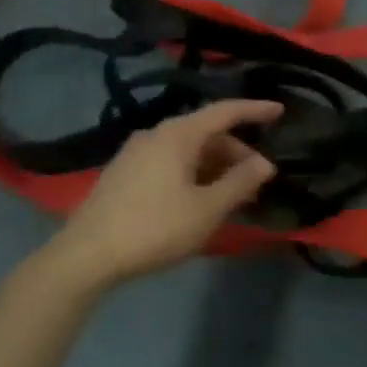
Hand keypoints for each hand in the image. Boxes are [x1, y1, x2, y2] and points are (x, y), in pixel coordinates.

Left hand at [51, 100, 281, 285]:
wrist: (86, 255)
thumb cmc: (154, 228)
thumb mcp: (206, 209)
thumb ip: (240, 183)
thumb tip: (265, 163)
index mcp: (178, 134)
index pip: (225, 111)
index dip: (254, 110)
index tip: (280, 110)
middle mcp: (156, 134)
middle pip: (206, 133)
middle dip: (236, 152)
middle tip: (258, 179)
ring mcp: (135, 152)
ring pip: (187, 150)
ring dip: (215, 166)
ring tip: (233, 195)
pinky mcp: (123, 173)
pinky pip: (169, 162)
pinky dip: (193, 173)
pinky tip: (200, 199)